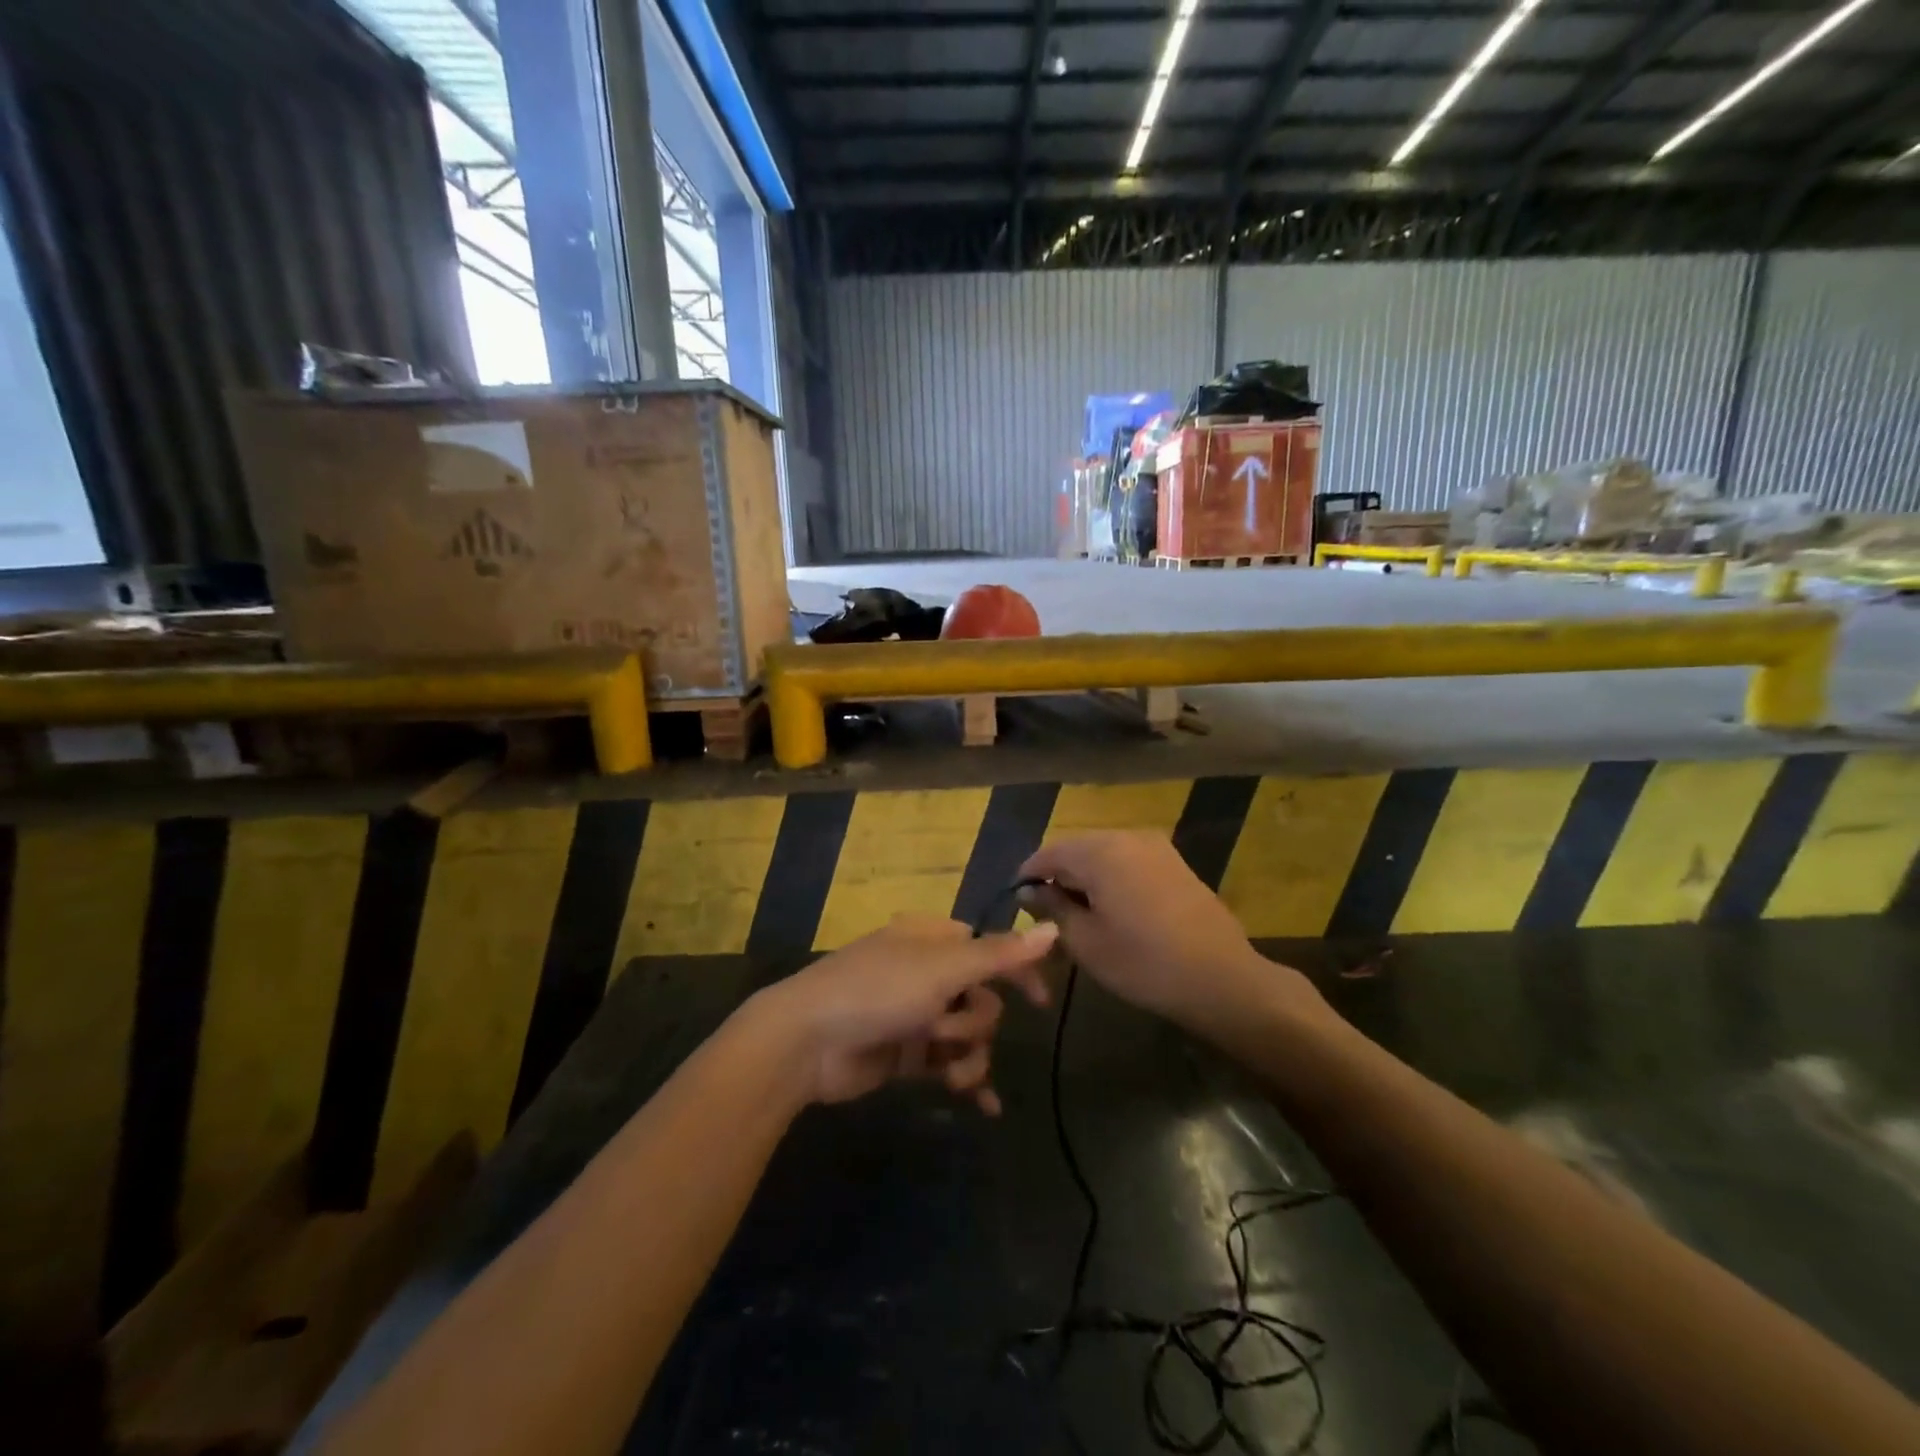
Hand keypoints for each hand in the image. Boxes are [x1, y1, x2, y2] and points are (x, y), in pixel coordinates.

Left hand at [753, 916, 1056, 1111]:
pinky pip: (948, 1064)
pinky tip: (986, 1106)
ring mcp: (914, 1014)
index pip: (988, 948)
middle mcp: (925, 972)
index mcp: (931, 938)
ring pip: (967, 1034)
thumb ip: (1000, 955)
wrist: (807, 1042)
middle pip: (981, 997)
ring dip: (969, 1057)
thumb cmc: (877, 991)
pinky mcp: (905, 1053)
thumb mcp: (942, 969)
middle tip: (948, 1033)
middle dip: (976, 1023)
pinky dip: (966, 1081)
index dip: (1016, 971)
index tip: (1041, 1002)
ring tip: (954, 1077)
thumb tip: (1053, 929)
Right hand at [1018, 832, 1311, 1038]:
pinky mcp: (1174, 861)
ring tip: (1079, 915)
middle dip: (1058, 876)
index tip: (1017, 903)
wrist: (1220, 978)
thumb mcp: (1085, 941)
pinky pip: (1128, 860)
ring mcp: (1154, 846)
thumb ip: (1052, 908)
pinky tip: (1113, 910)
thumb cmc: (1143, 963)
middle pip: (1076, 848)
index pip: (1048, 852)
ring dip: (1085, 877)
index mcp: (1099, 851)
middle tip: (1046, 914)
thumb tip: (1028, 891)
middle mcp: (1126, 836)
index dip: (1028, 876)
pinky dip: (1111, 878)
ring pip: (1103, 853)